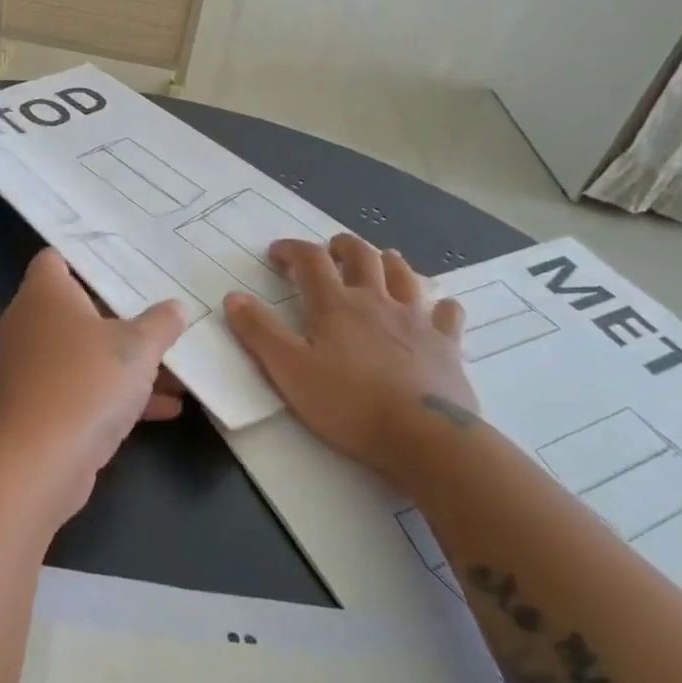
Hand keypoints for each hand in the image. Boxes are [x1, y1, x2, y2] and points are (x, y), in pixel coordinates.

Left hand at [0, 249, 187, 524]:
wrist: (40, 462)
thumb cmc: (86, 383)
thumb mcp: (137, 348)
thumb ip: (160, 323)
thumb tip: (174, 308)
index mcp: (45, 295)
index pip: (56, 258)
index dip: (88, 256)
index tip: (127, 260)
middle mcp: (32, 324)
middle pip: (80, 307)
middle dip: (124, 315)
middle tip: (164, 311)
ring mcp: (33, 366)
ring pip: (87, 352)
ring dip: (129, 361)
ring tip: (179, 369)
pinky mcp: (42, 404)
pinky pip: (84, 386)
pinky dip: (118, 393)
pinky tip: (167, 408)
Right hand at [224, 235, 478, 483]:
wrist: (422, 435)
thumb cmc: (347, 403)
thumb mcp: (289, 370)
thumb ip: (259, 332)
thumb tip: (234, 297)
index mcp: (335, 305)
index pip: (310, 260)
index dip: (292, 250)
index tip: (277, 253)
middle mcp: (376, 300)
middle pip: (361, 255)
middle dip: (342, 247)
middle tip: (330, 251)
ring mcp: (415, 319)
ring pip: (404, 274)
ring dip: (388, 262)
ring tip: (379, 262)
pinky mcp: (446, 344)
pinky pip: (447, 313)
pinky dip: (439, 305)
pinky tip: (437, 308)